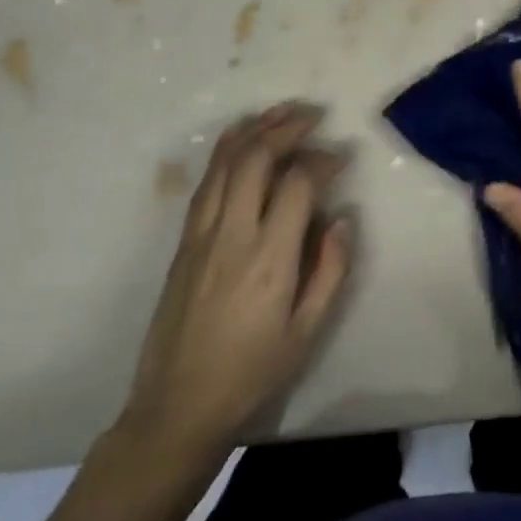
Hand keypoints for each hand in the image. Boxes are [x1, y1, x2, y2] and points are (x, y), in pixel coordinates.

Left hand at [117, 104, 352, 459]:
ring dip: (255, 129)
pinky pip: (207, 181)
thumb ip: (330, 270)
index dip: (323, 160)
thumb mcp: (306, 333)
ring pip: (225, 162)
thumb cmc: (251, 374)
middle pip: (256, 158)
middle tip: (314, 116)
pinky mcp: (184, 241)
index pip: (298, 183)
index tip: (342, 157)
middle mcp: (232, 234)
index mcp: (269, 258)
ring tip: (281, 112)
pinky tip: (242, 140)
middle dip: (287, 127)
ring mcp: (202, 234)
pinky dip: (227, 151)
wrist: (177, 407)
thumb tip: (343, 217)